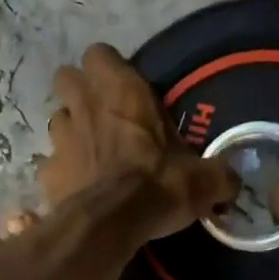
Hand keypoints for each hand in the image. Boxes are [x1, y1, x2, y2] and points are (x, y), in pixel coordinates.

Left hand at [43, 44, 238, 238]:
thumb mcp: (201, 180)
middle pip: (67, 79)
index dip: (107, 68)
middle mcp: (85, 106)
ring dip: (69, 133)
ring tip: (87, 155)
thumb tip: (232, 181)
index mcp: (123, 92)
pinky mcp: (47, 174)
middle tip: (100, 118)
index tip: (121, 89)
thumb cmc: (158, 187)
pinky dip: (59, 175)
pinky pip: (48, 166)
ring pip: (56, 121)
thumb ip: (216, 174)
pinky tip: (74, 190)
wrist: (111, 225)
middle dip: (79, 94)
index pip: (100, 54)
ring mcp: (61, 139)